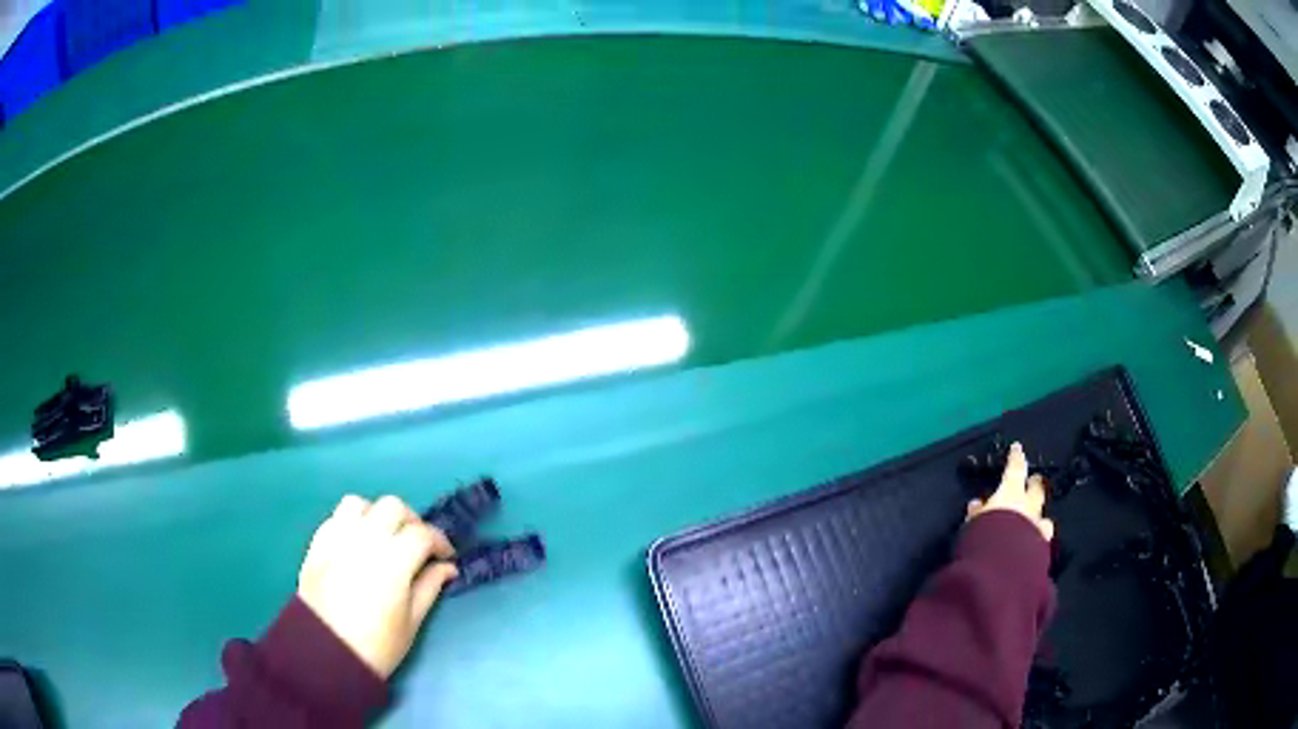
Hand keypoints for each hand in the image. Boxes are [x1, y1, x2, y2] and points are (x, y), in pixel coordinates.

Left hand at [297, 495, 458, 677]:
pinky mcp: (318, 543)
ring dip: (377, 515)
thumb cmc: (377, 645)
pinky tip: (358, 543)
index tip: (446, 556)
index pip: (422, 533)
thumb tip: (447, 567)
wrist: (326, 652)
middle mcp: (365, 540)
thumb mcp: (412, 621)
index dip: (439, 541)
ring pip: (360, 504)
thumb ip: (430, 587)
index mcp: (393, 561)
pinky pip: (336, 517)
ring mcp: (338, 538)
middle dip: (411, 521)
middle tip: (418, 544)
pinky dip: (352, 522)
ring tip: (384, 537)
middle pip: (392, 507)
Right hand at [966, 442, 1054, 541]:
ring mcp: (1038, 528)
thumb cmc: (983, 539)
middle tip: (1034, 480)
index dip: (1016, 458)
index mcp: (1011, 494)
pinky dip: (1039, 538)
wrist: (1002, 570)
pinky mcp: (1042, 549)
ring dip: (1040, 515)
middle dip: (1035, 484)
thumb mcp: (972, 524)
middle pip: (1036, 490)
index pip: (1015, 469)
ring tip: (1038, 518)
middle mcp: (1028, 507)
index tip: (1018, 448)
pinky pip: (1043, 539)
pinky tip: (1037, 543)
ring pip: (1044, 516)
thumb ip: (977, 514)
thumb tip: (976, 504)